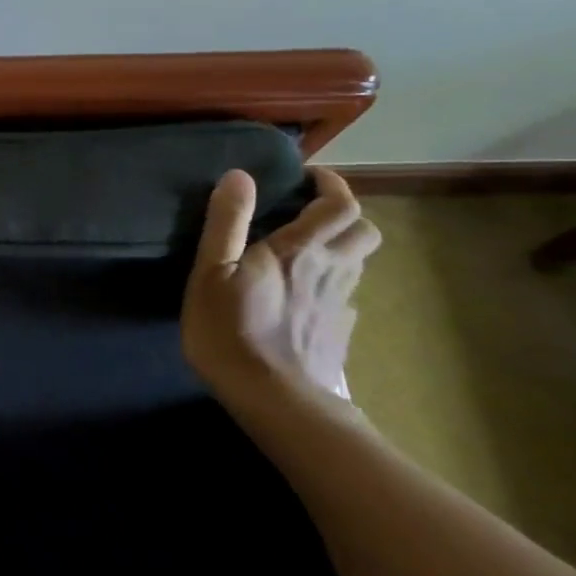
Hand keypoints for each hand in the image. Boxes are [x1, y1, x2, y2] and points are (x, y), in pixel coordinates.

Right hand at [181, 166, 379, 396]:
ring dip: (340, 250)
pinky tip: (304, 300)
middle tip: (311, 216)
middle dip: (345, 216)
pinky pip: (345, 298)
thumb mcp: (212, 272)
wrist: (276, 401)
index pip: (339, 204)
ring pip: (358, 264)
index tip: (309, 178)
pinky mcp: (339, 334)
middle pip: (364, 231)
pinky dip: (331, 288)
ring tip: (305, 255)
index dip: (331, 184)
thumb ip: (226, 222)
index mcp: (301, 250)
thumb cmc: (232, 330)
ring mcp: (340, 304)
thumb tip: (239, 175)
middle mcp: (332, 270)